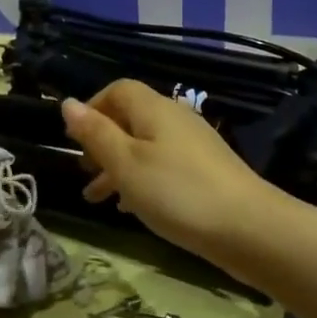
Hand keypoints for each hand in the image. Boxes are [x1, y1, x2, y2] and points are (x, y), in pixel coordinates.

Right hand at [60, 80, 269, 260]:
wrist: (248, 227)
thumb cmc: (176, 191)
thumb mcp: (126, 164)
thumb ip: (96, 133)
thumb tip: (68, 103)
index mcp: (153, 108)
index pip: (118, 90)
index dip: (92, 108)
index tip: (73, 139)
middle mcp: (174, 118)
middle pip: (131, 118)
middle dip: (102, 142)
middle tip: (83, 171)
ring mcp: (193, 145)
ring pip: (145, 146)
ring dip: (118, 166)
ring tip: (97, 198)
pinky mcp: (205, 171)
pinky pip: (163, 165)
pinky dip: (142, 180)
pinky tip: (132, 208)